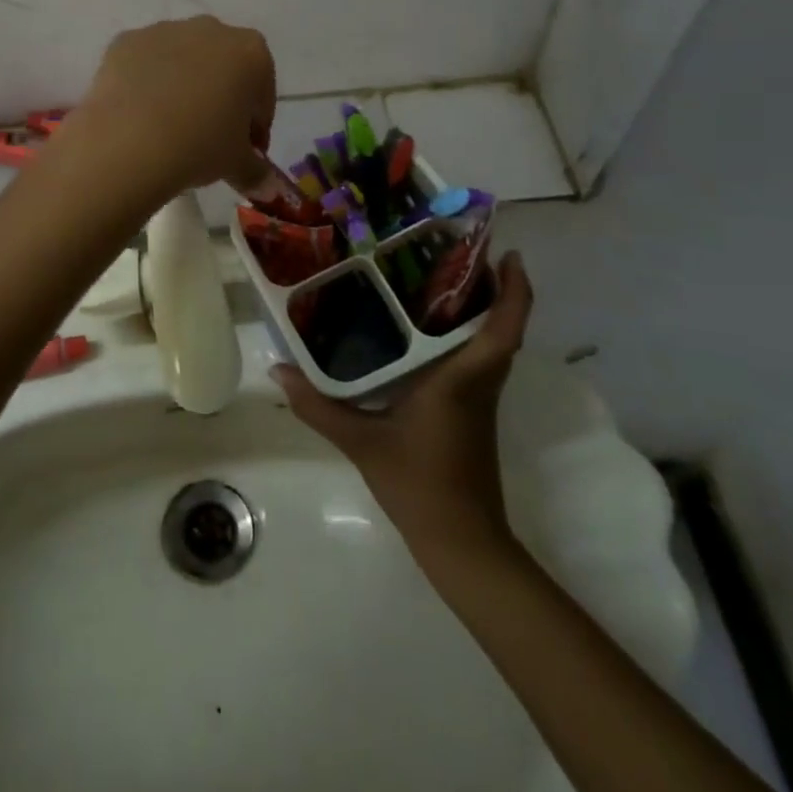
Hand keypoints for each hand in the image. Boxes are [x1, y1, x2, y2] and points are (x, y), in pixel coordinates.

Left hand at [63, 17, 275, 199]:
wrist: (128, 142)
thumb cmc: (199, 146)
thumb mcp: (236, 165)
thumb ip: (257, 172)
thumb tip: (269, 190)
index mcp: (251, 53)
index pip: (262, 92)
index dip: (255, 124)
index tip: (246, 150)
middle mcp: (211, 30)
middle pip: (223, 67)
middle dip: (221, 97)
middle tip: (209, 137)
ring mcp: (164, 30)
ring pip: (182, 60)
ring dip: (182, 85)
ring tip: (168, 127)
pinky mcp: (126, 41)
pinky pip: (144, 63)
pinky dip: (146, 83)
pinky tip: (138, 115)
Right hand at [274, 251, 534, 554]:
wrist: (462, 543)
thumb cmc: (420, 485)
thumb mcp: (361, 443)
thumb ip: (318, 405)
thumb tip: (278, 370)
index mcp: (461, 380)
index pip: (504, 328)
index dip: (514, 288)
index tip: (506, 252)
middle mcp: (479, 382)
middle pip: (502, 325)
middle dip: (490, 285)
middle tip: (452, 248)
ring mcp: (480, 399)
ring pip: (491, 342)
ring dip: (480, 308)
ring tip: (436, 276)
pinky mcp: (473, 411)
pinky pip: (477, 359)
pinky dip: (465, 334)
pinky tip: (424, 329)